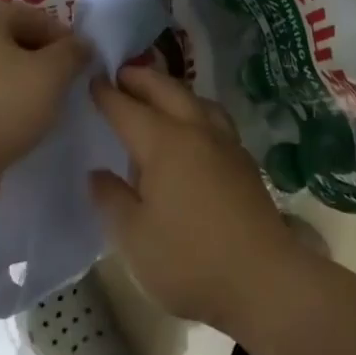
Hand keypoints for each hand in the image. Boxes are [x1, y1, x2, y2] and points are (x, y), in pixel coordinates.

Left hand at [0, 3, 89, 190]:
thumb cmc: (2, 105)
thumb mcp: (51, 73)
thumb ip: (72, 53)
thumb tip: (82, 45)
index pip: (29, 13)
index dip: (59, 32)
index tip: (79, 58)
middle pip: (12, 41)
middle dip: (43, 58)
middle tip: (66, 81)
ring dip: (26, 83)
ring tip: (48, 104)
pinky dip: (7, 104)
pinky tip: (22, 123)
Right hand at [89, 65, 305, 332]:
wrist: (264, 281)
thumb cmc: (189, 260)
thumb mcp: (133, 237)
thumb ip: (111, 199)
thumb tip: (97, 173)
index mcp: (164, 143)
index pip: (128, 108)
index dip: (106, 94)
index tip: (91, 79)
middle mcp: (197, 132)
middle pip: (167, 91)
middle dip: (142, 78)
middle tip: (121, 73)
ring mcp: (227, 145)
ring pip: (197, 101)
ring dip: (173, 90)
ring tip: (158, 96)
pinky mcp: (245, 163)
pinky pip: (215, 120)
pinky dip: (196, 111)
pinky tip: (192, 132)